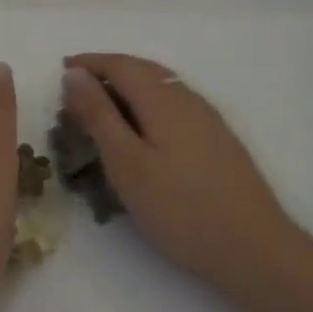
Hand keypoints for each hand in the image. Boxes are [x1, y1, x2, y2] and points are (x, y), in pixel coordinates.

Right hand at [61, 53, 304, 298]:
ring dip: (127, 90)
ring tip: (101, 112)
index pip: (121, 64)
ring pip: (161, 89)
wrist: (252, 247)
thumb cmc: (179, 208)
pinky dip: (146, 108)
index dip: (89, 63)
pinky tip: (141, 134)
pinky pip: (173, 107)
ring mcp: (208, 120)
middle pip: (143, 71)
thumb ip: (99, 115)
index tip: (60, 71)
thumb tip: (75, 74)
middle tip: (75, 93)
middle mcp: (189, 99)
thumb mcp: (126, 163)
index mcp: (164, 99)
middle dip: (107, 74)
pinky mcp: (217, 141)